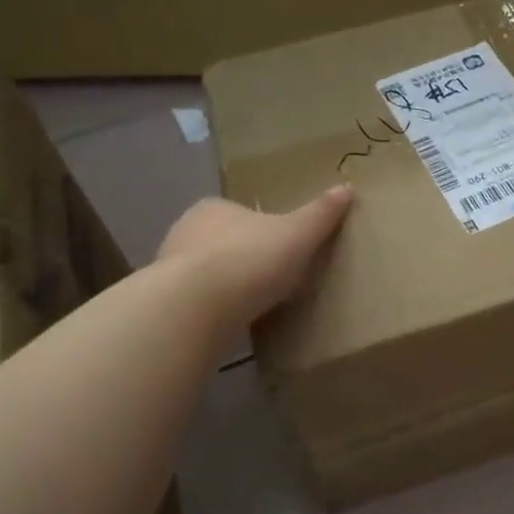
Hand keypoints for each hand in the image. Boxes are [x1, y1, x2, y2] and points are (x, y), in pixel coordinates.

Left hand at [155, 187, 354, 328]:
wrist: (195, 308)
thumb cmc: (249, 260)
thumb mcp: (297, 235)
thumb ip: (320, 214)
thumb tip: (347, 188)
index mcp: (214, 208)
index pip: (241, 214)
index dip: (264, 231)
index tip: (284, 252)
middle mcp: (185, 232)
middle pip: (223, 243)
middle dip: (244, 260)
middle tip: (273, 281)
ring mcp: (169, 270)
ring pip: (206, 275)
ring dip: (226, 288)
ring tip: (255, 308)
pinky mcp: (166, 304)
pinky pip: (197, 304)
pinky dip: (213, 312)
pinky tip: (233, 325)